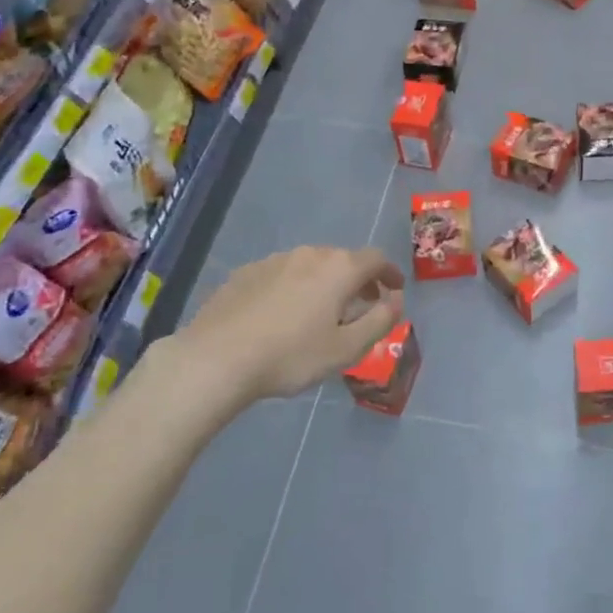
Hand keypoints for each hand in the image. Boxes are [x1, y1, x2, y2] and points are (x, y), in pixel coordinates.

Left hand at [166, 246, 405, 406]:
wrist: (216, 358)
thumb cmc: (291, 355)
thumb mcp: (347, 348)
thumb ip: (380, 321)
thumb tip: (396, 300)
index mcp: (338, 268)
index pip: (375, 259)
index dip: (389, 272)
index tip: (394, 289)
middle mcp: (308, 254)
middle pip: (342, 260)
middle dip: (357, 279)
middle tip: (361, 305)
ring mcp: (273, 260)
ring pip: (310, 265)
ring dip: (324, 282)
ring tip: (322, 311)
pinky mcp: (245, 273)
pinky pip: (281, 275)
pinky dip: (294, 288)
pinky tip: (283, 314)